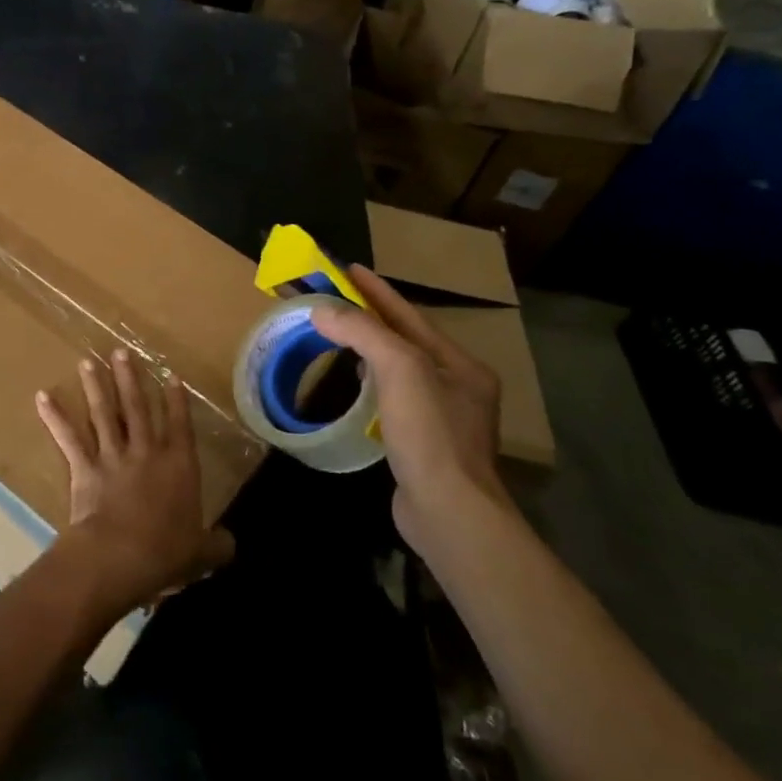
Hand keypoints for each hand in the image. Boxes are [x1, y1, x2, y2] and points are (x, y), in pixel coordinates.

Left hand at [35, 349, 234, 618]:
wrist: (121, 556)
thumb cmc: (166, 552)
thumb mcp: (202, 553)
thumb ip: (217, 545)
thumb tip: (230, 545)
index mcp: (179, 465)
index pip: (180, 425)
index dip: (177, 400)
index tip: (171, 374)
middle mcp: (146, 451)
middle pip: (138, 407)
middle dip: (130, 378)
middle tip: (120, 352)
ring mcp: (113, 456)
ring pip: (103, 413)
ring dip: (95, 386)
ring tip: (87, 362)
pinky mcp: (85, 468)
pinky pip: (68, 438)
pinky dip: (55, 417)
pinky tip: (43, 397)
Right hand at [311, 266, 511, 543]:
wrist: (447, 512)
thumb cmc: (429, 433)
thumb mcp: (399, 369)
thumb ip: (363, 332)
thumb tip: (321, 310)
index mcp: (460, 365)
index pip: (410, 316)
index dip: (377, 291)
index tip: (347, 268)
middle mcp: (458, 387)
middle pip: (406, 341)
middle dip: (373, 318)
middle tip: (336, 300)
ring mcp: (443, 419)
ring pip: (399, 371)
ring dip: (370, 350)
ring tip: (340, 335)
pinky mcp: (424, 446)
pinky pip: (393, 399)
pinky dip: (371, 384)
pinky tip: (355, 385)